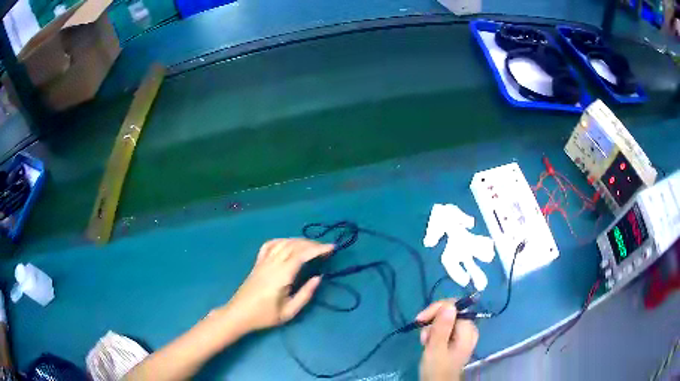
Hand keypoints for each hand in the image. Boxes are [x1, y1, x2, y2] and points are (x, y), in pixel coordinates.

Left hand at [222, 239, 333, 332]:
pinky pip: (269, 245)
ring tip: (312, 246)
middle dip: (312, 244)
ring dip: (299, 241)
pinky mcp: (257, 263)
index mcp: (281, 276)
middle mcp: (272, 264)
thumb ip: (305, 294)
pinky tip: (288, 243)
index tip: (332, 248)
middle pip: (293, 245)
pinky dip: (282, 240)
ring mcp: (263, 262)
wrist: (239, 314)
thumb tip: (319, 277)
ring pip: (283, 243)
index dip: (317, 249)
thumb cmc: (265, 316)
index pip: (301, 255)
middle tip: (326, 249)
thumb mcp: (289, 312)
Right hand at [416, 300, 478, 380]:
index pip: (454, 307)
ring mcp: (463, 334)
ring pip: (445, 320)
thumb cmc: (437, 368)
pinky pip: (445, 329)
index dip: (436, 310)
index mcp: (468, 330)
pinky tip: (428, 343)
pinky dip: (435, 334)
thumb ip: (442, 326)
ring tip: (425, 342)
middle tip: (423, 336)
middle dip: (433, 321)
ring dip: (432, 329)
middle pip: (450, 312)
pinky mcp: (456, 340)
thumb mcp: (436, 348)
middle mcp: (468, 329)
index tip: (420, 320)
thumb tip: (449, 305)